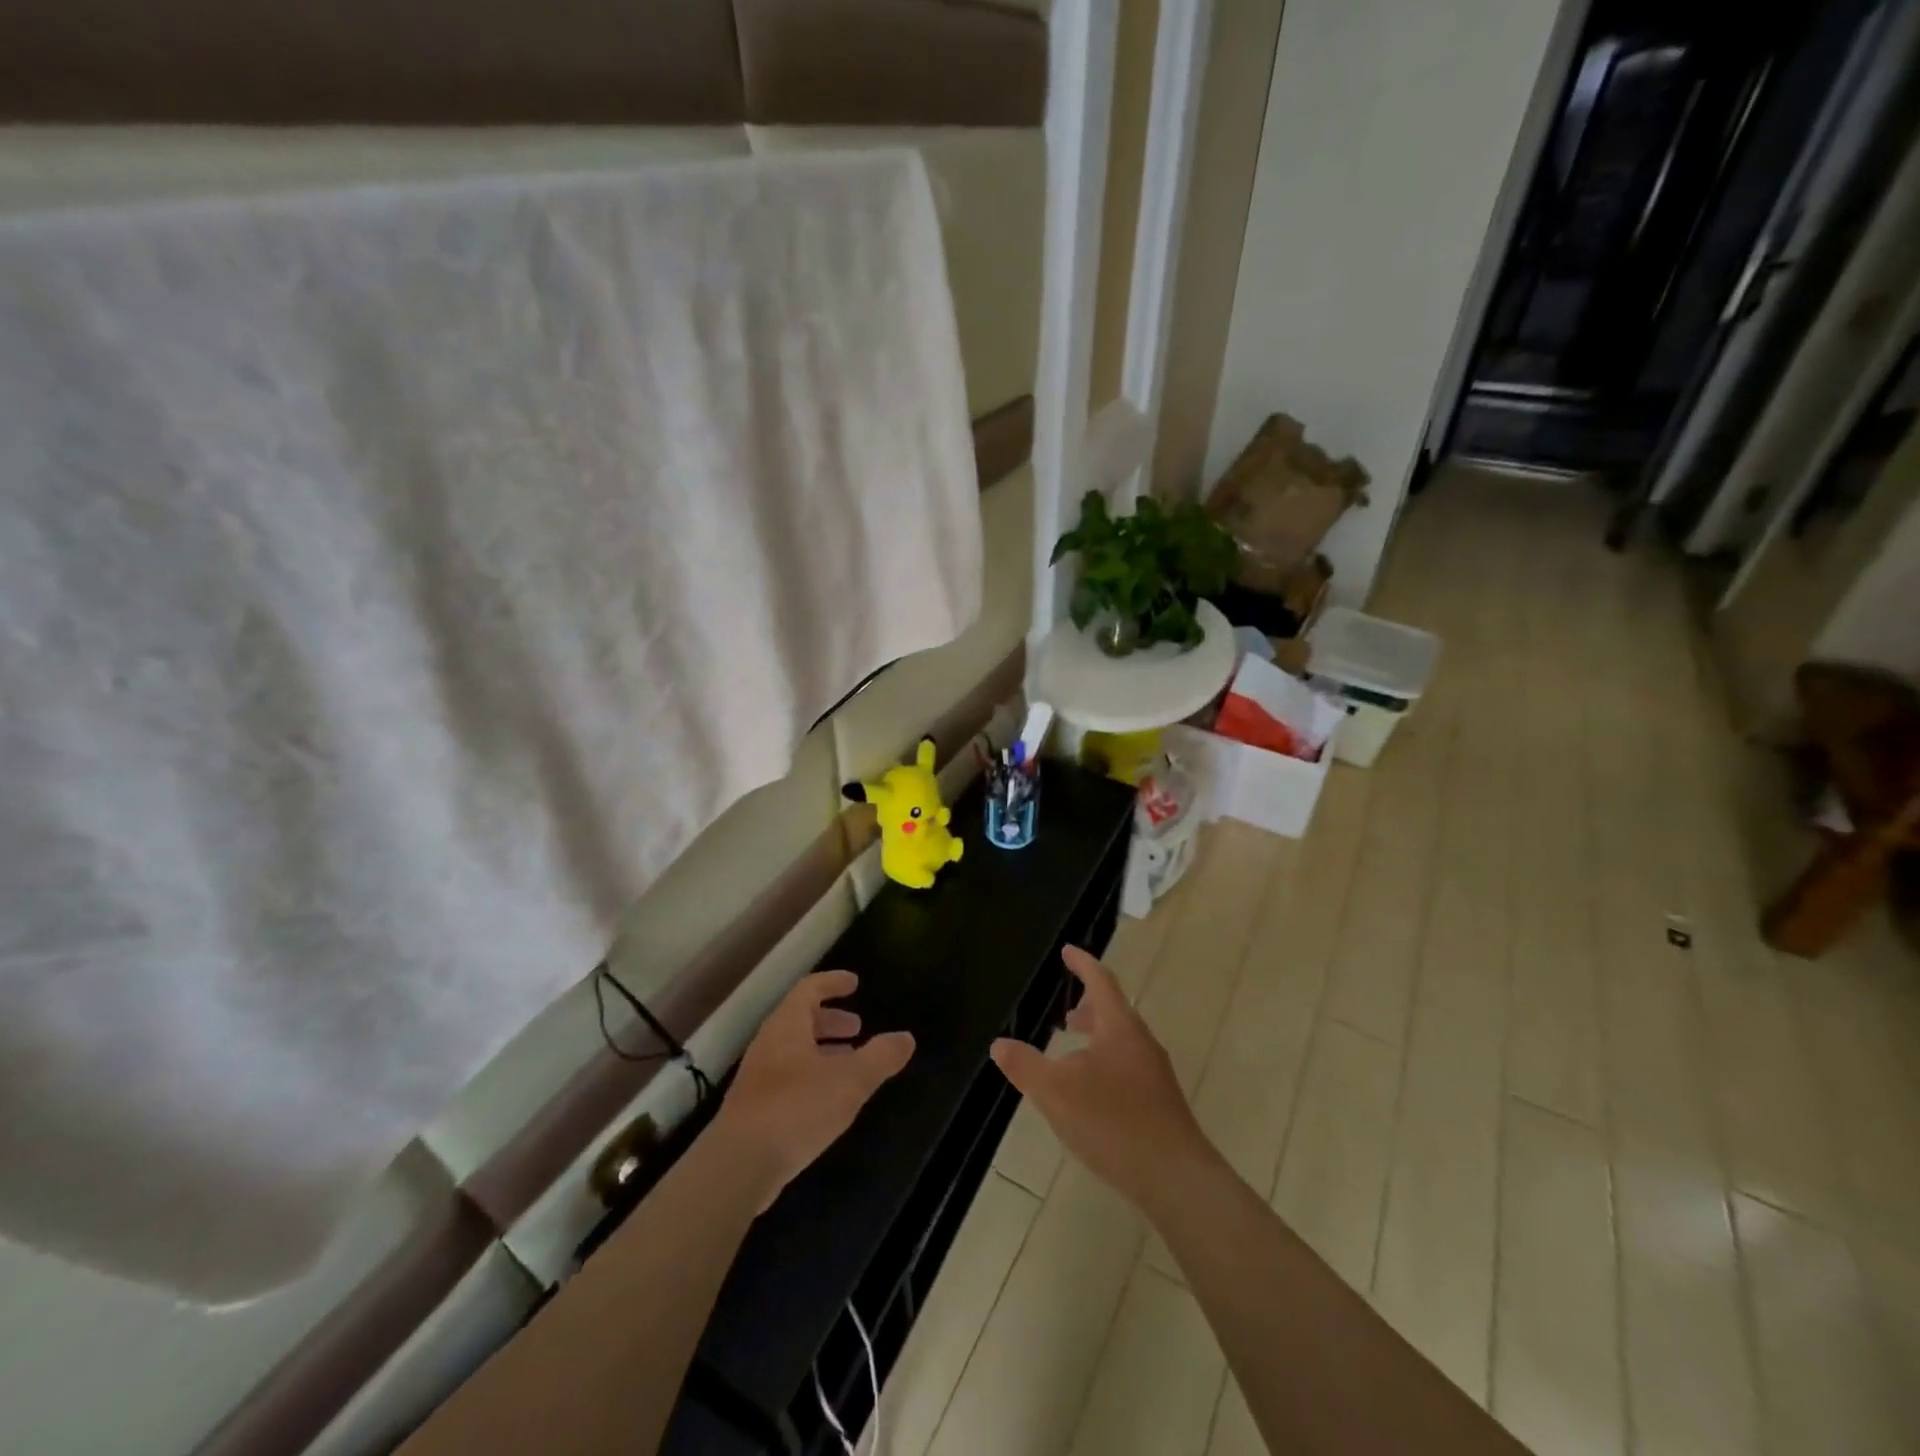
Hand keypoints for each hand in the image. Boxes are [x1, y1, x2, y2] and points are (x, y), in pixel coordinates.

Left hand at [712, 971, 914, 1207]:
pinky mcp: (753, 1109)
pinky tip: (828, 1100)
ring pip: (793, 1050)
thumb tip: (906, 1038)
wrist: (738, 1166)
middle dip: (830, 1020)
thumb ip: (880, 1057)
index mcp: (787, 1025)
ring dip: (822, 1050)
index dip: (832, 983)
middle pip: (799, 1019)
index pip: (809, 989)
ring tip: (850, 1063)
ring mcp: (757, 1078)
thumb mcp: (850, 1080)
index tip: (854, 983)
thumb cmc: (797, 1108)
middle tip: (857, 1027)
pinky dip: (811, 1076)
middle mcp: (768, 1044)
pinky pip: (786, 1078)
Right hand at [990, 946, 1211, 1212]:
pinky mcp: (1160, 1103)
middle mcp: (1141, 1042)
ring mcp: (1154, 1073)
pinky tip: (1090, 1095)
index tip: (1067, 951)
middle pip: (1114, 1011)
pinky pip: (1127, 1067)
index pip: (1100, 981)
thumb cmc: (1114, 1123)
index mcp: (1119, 1027)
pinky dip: (1105, 1063)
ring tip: (1071, 1053)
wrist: (1176, 1178)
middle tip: (1065, 1013)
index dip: (1082, 963)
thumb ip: (1025, 1066)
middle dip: (1088, 1007)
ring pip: (1121, 1042)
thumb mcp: (1056, 1093)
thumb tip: (999, 1044)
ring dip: (1096, 1038)